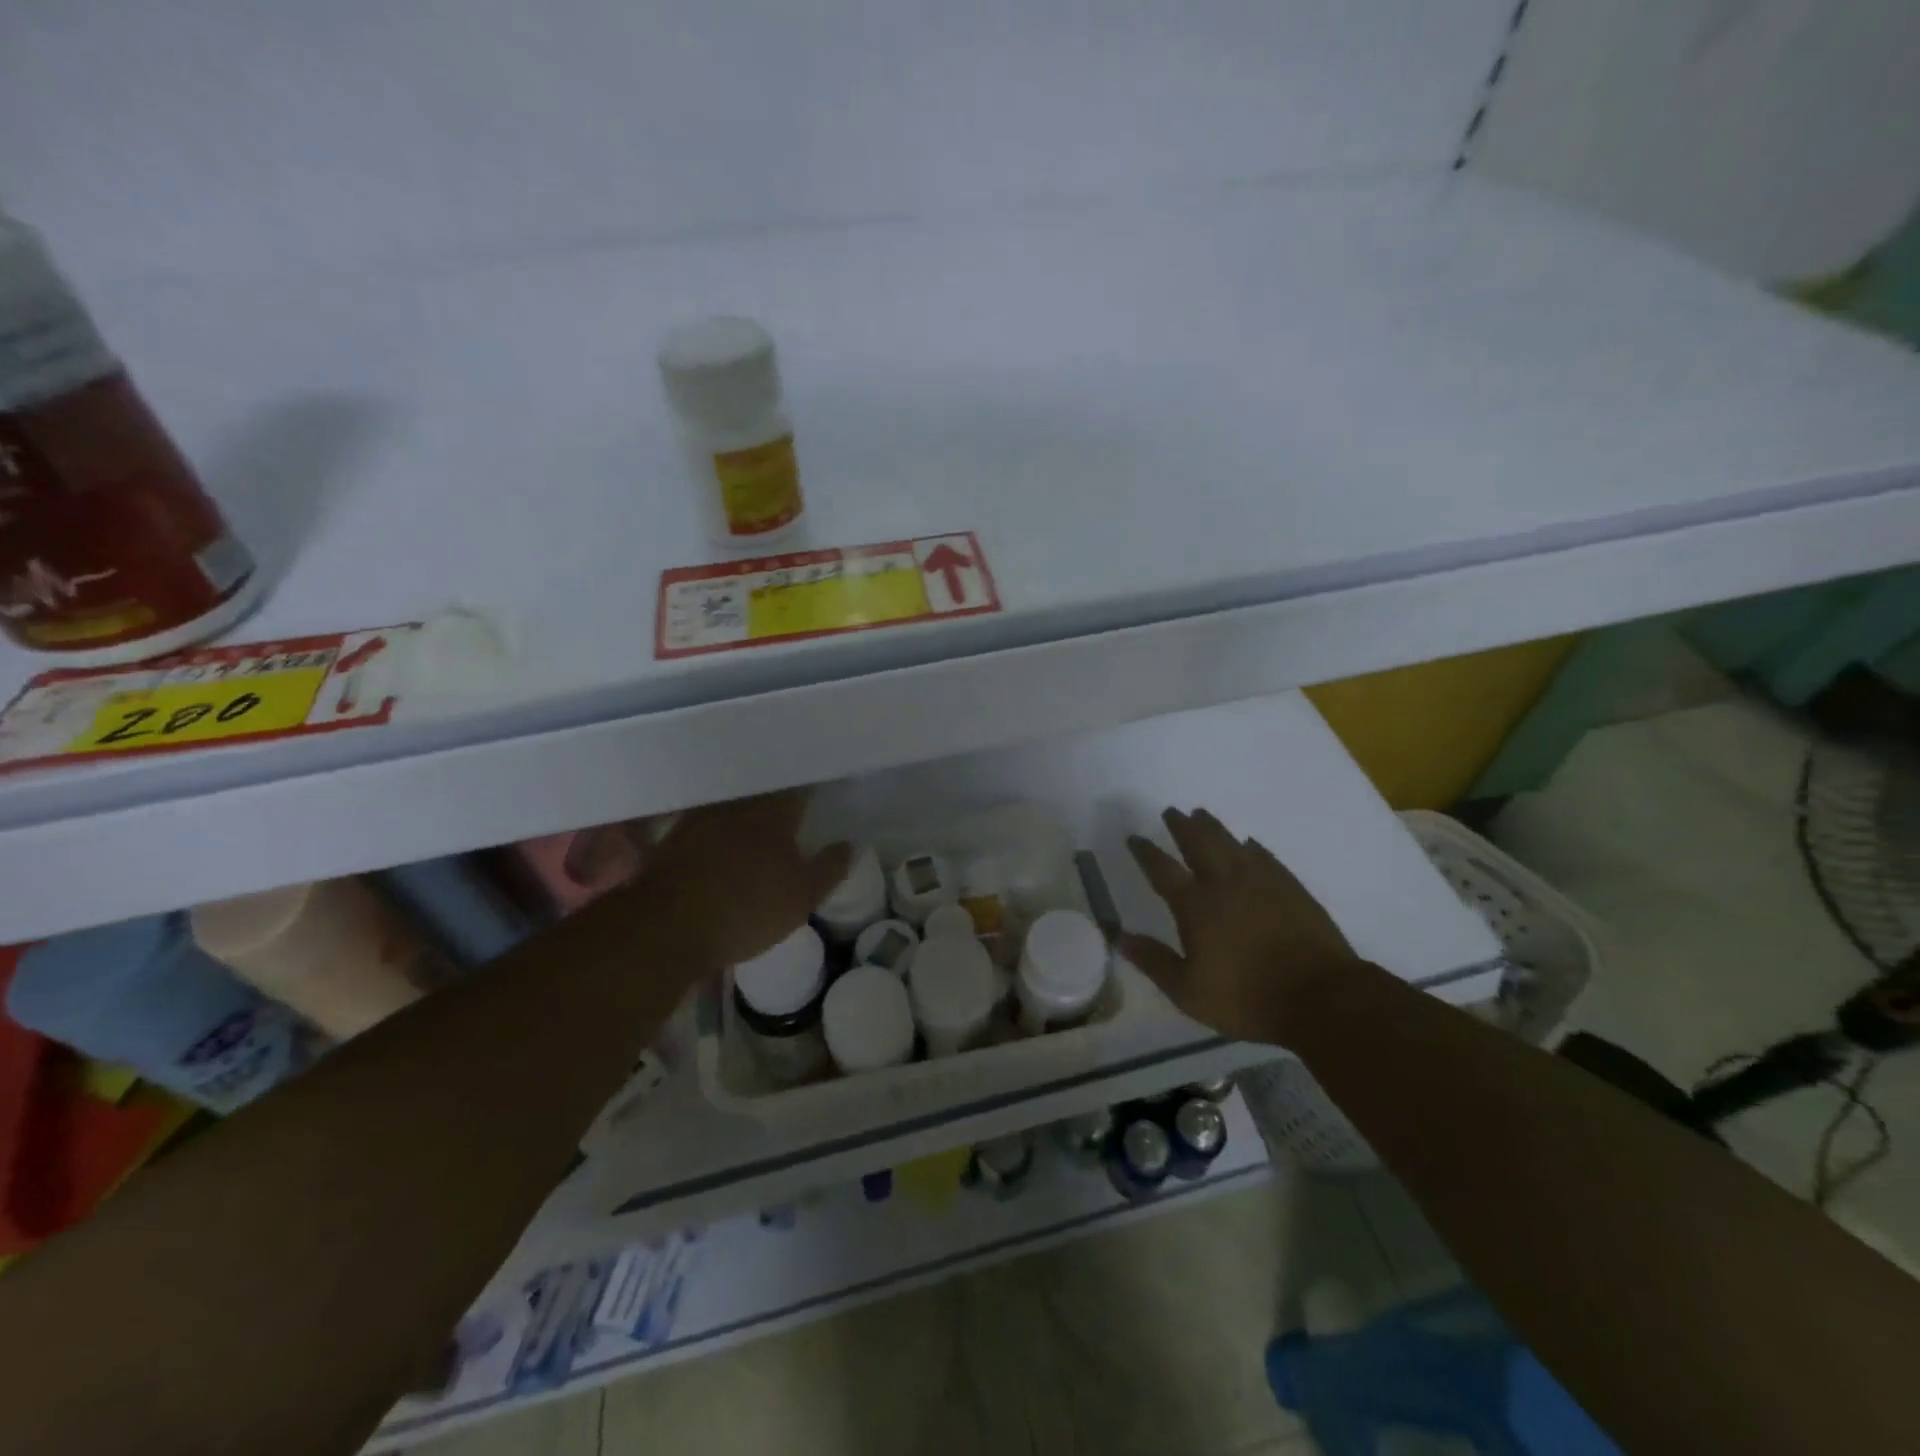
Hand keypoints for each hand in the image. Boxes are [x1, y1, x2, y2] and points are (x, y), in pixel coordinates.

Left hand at [630, 792, 849, 971]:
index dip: (809, 791)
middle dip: (776, 796)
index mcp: (773, 814)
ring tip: (756, 818)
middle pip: (762, 792)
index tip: (818, 795)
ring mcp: (701, 819)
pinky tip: (719, 838)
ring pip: (732, 804)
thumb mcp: (802, 898)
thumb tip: (850, 844)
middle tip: (789, 804)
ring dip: (744, 807)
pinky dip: (716, 826)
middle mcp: (738, 806)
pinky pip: (704, 821)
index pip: (798, 790)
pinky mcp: (674, 838)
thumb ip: (829, 868)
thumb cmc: (746, 910)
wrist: (668, 927)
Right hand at [1122, 807, 1358, 1042]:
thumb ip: (1153, 961)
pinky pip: (1265, 857)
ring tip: (1201, 814)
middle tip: (1172, 811)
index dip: (1146, 852)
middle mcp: (1224, 884)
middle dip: (1182, 826)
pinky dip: (1252, 847)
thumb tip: (1119, 936)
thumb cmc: (1246, 998)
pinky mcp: (1291, 888)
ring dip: (1213, 827)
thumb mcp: (1188, 991)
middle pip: (1198, 844)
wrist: (1320, 997)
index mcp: (1195, 906)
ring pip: (1231, 843)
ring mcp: (1261, 882)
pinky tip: (1249, 844)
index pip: (1162, 870)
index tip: (1134, 837)